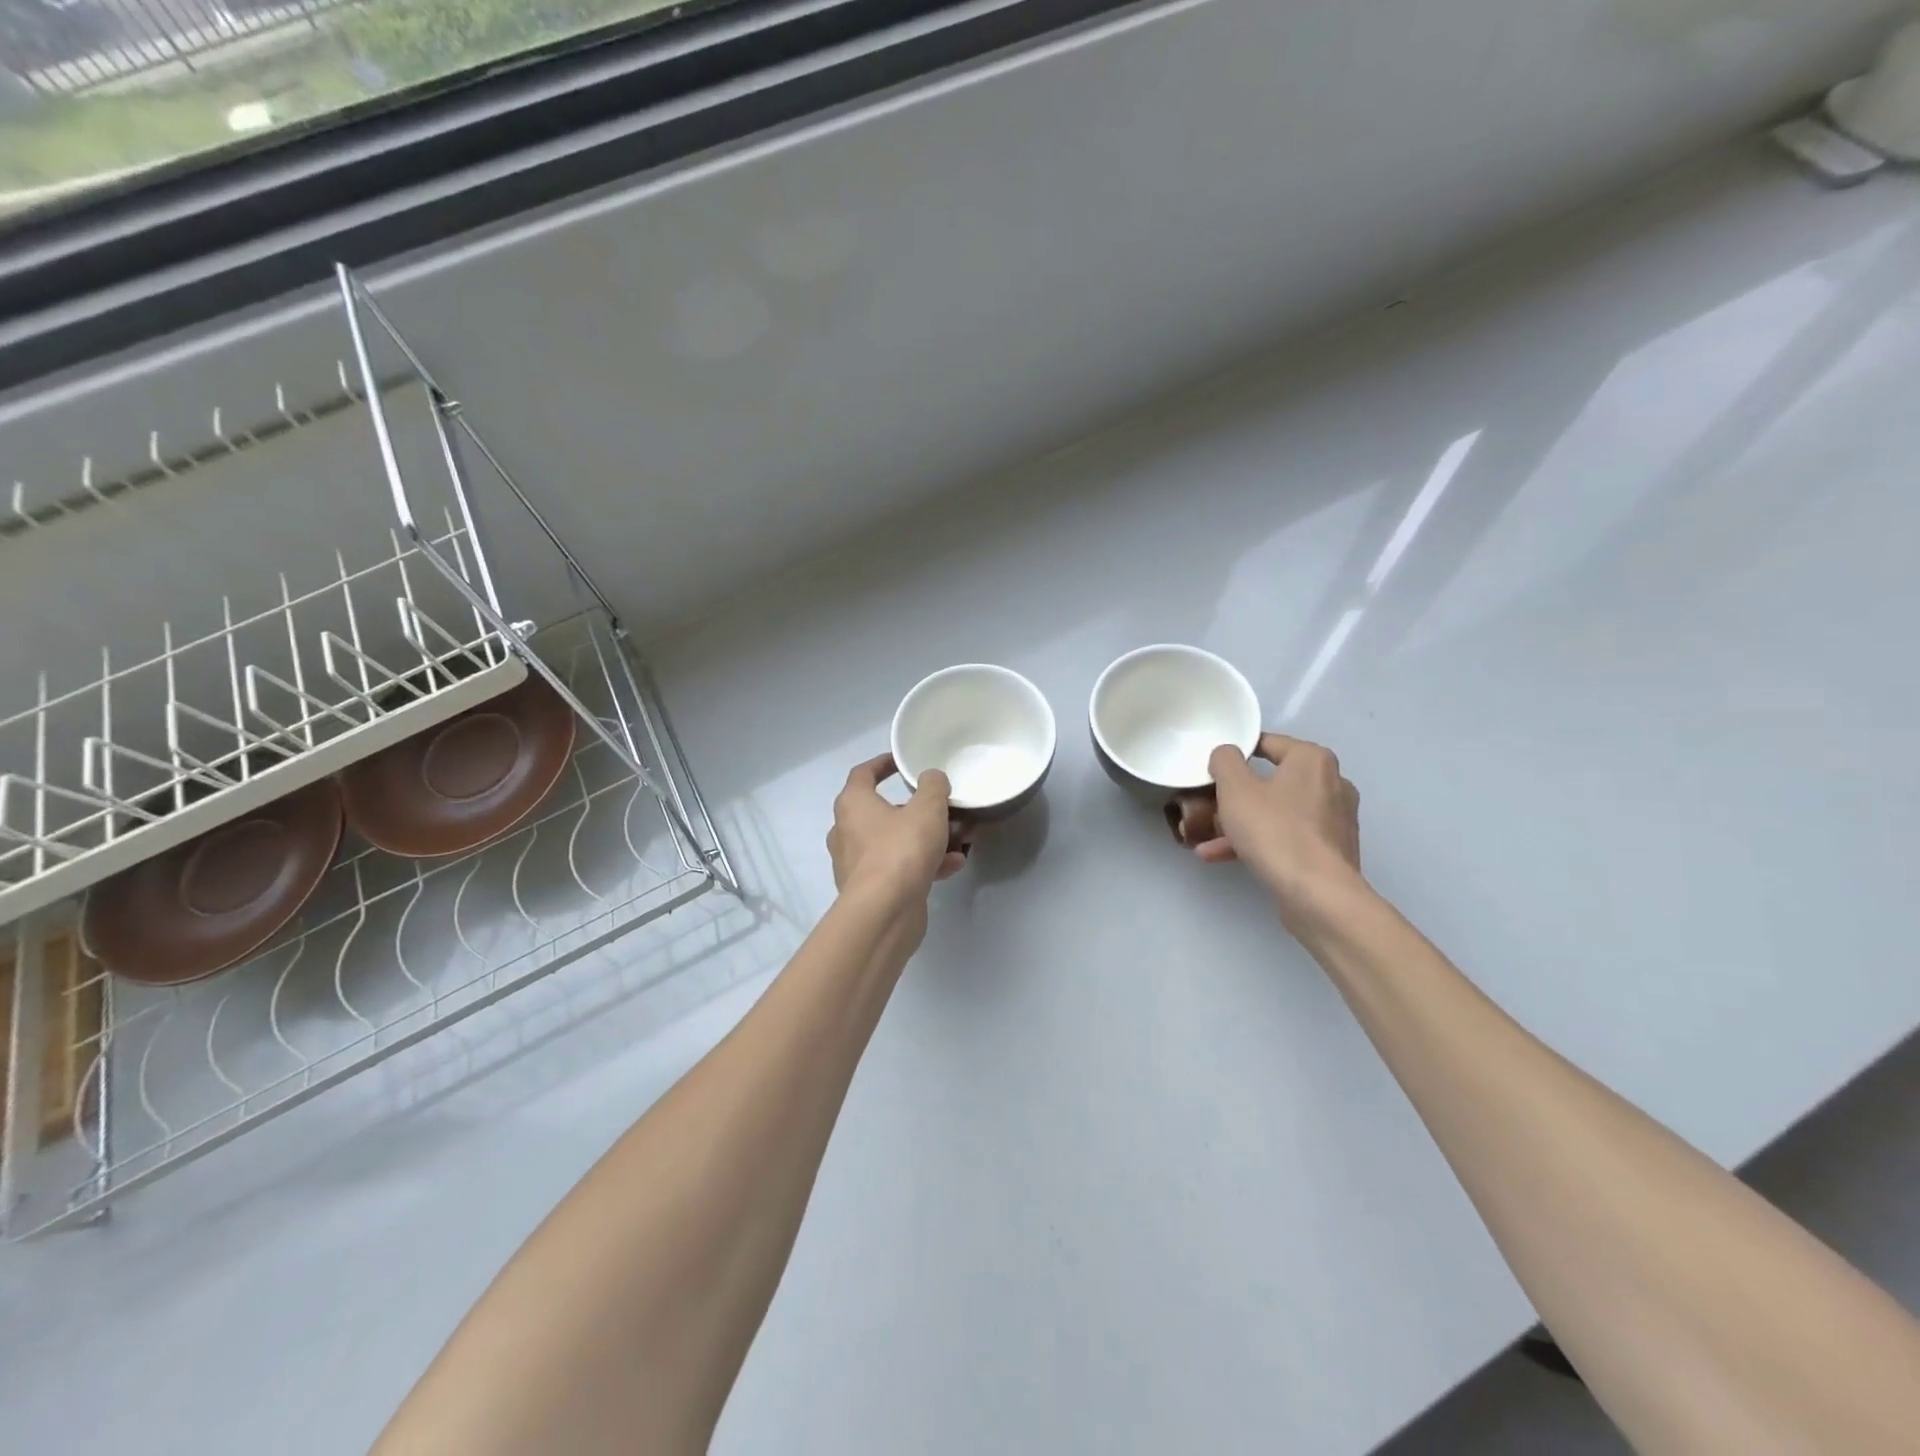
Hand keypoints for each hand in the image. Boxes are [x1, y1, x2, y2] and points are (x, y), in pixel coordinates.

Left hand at [827, 755, 969, 902]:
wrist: (884, 912)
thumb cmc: (901, 850)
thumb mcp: (927, 809)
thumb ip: (933, 786)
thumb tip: (932, 778)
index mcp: (853, 804)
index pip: (863, 773)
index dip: (883, 763)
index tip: (903, 762)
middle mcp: (848, 831)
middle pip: (885, 811)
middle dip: (919, 810)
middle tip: (945, 809)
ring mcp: (857, 863)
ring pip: (896, 842)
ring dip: (928, 839)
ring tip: (959, 841)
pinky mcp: (871, 890)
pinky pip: (900, 868)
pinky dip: (924, 864)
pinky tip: (953, 866)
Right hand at [1190, 733, 1363, 925]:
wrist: (1317, 894)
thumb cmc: (1275, 831)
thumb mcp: (1235, 789)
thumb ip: (1225, 761)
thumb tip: (1227, 753)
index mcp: (1313, 760)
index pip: (1268, 743)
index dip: (1236, 752)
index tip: (1212, 769)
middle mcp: (1331, 783)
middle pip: (1272, 780)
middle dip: (1236, 795)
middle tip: (1209, 804)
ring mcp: (1334, 819)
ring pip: (1277, 812)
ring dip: (1242, 823)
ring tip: (1207, 839)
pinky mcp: (1331, 850)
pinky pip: (1287, 836)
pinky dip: (1259, 842)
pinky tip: (1222, 857)